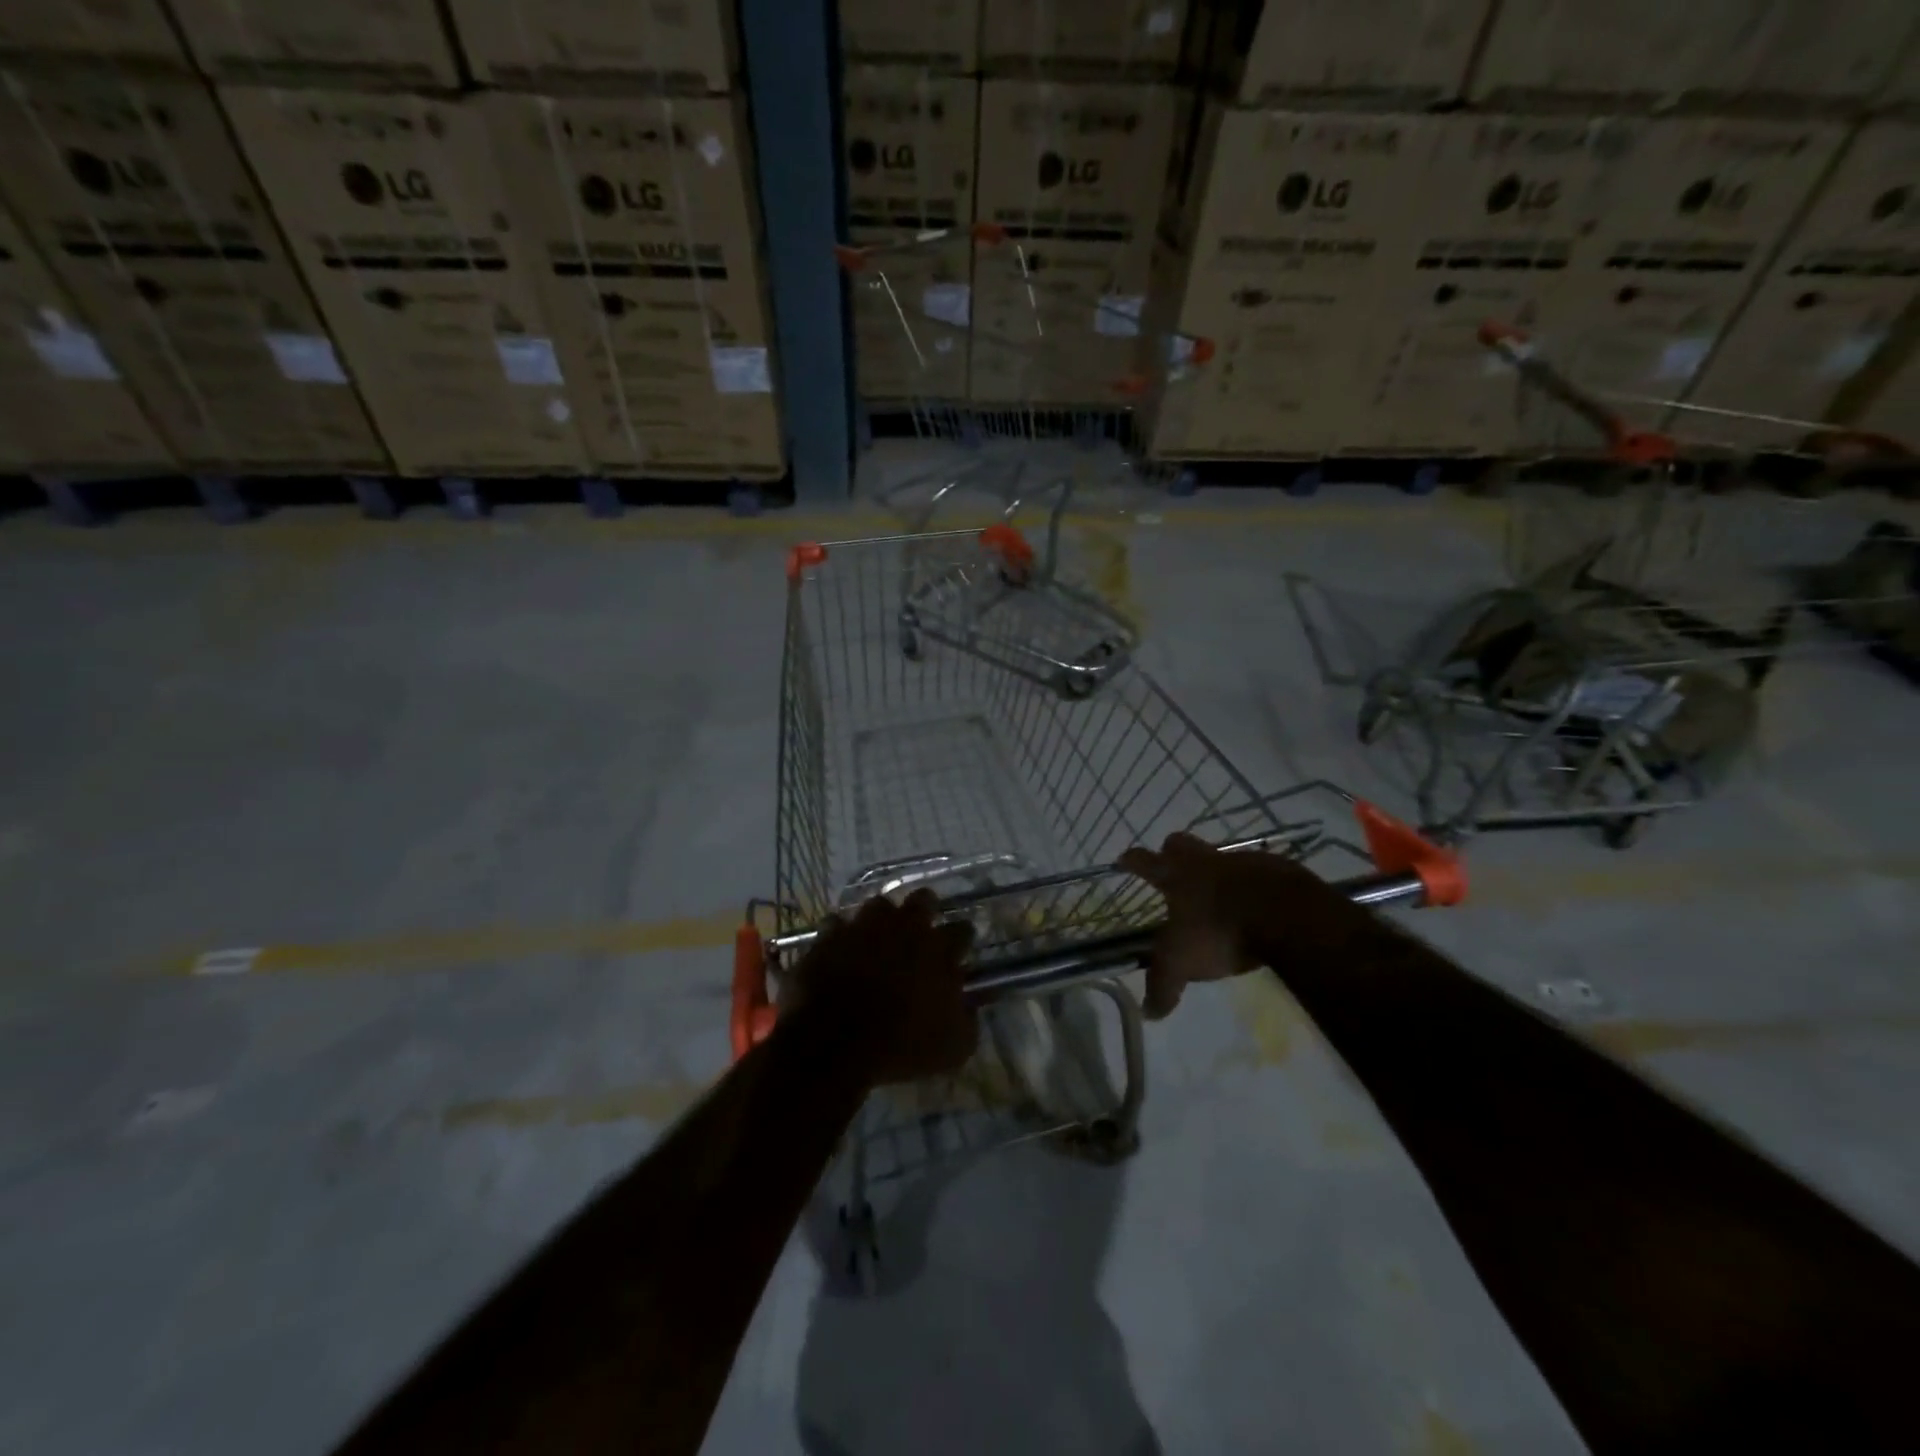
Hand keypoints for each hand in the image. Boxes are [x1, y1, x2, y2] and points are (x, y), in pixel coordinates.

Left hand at [784, 890, 976, 1084]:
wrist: (834, 1044)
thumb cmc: (901, 1047)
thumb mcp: (953, 1047)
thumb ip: (967, 1020)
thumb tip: (970, 1006)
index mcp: (939, 949)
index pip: (963, 929)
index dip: (962, 939)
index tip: (960, 950)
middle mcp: (904, 927)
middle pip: (922, 900)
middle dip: (926, 909)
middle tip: (921, 930)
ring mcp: (864, 927)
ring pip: (879, 905)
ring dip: (882, 919)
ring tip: (879, 937)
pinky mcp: (830, 936)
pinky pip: (838, 924)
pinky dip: (842, 935)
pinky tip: (842, 949)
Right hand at [1118, 833, 1359, 1018]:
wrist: (1286, 915)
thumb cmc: (1221, 932)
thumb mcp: (1183, 964)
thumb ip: (1164, 985)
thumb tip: (1149, 1012)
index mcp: (1175, 876)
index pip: (1143, 860)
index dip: (1132, 861)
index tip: (1124, 861)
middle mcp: (1204, 860)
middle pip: (1179, 843)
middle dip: (1172, 853)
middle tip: (1172, 871)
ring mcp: (1242, 861)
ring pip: (1220, 856)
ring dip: (1215, 871)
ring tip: (1218, 896)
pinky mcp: (1276, 869)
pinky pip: (1256, 872)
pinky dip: (1251, 885)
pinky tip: (1255, 904)